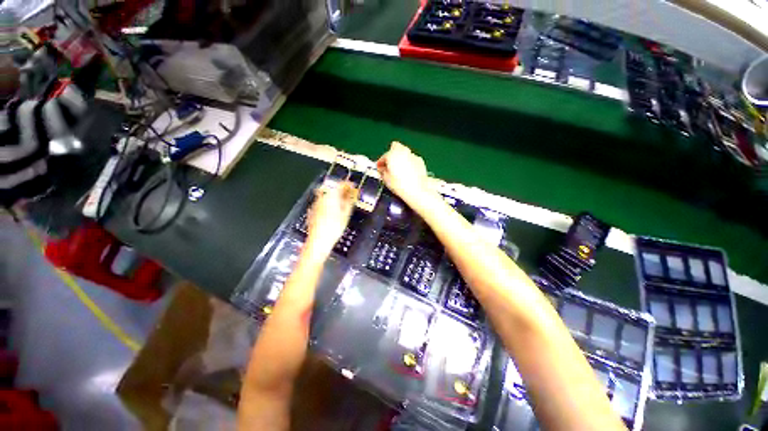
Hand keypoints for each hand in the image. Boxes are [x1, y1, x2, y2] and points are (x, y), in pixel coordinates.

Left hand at [305, 181, 356, 255]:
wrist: (319, 240)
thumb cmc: (333, 228)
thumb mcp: (346, 213)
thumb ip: (350, 201)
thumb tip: (353, 193)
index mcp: (331, 195)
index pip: (341, 184)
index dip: (349, 184)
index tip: (354, 187)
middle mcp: (322, 197)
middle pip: (333, 189)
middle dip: (342, 191)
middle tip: (350, 195)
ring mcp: (316, 204)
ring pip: (327, 196)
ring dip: (336, 197)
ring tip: (343, 204)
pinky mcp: (313, 210)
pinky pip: (323, 203)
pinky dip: (329, 204)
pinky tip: (334, 211)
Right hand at [376, 141, 432, 205]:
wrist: (417, 189)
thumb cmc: (400, 185)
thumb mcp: (386, 179)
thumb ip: (382, 171)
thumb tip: (382, 169)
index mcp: (392, 154)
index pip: (383, 156)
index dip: (380, 163)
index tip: (380, 168)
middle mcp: (403, 151)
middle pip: (395, 147)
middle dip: (391, 155)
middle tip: (389, 165)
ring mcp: (412, 155)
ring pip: (404, 152)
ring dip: (400, 158)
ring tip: (399, 169)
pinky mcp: (420, 160)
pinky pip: (411, 158)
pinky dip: (408, 162)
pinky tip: (408, 172)